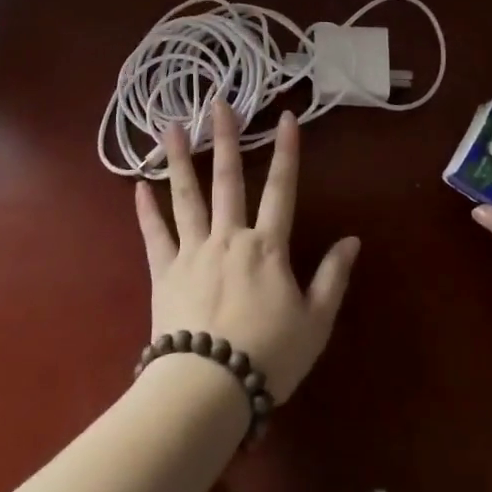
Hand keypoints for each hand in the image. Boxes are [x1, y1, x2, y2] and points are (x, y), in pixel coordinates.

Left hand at [134, 100, 359, 400]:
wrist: (209, 388)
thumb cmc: (269, 356)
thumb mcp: (316, 322)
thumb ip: (333, 277)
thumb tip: (352, 240)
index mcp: (267, 247)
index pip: (282, 189)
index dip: (287, 151)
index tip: (287, 116)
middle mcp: (229, 237)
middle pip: (229, 179)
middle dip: (227, 138)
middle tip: (219, 103)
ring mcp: (193, 251)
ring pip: (186, 196)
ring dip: (181, 159)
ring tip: (172, 126)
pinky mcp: (164, 272)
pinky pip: (154, 234)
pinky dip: (146, 209)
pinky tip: (138, 185)